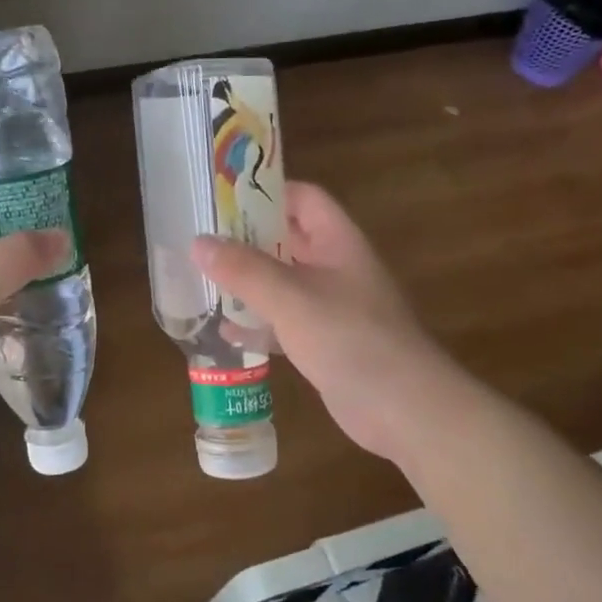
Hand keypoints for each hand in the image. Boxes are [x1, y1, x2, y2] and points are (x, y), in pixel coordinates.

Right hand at [191, 182, 453, 464]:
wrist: (403, 408)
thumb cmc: (349, 338)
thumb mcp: (290, 298)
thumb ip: (243, 269)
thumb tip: (198, 242)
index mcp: (338, 243)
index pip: (304, 199)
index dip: (268, 193)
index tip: (224, 200)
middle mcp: (336, 269)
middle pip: (288, 241)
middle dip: (248, 240)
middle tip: (202, 241)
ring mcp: (332, 308)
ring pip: (283, 284)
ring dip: (249, 283)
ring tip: (205, 281)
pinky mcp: (325, 344)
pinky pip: (284, 324)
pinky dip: (258, 324)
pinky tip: (227, 332)